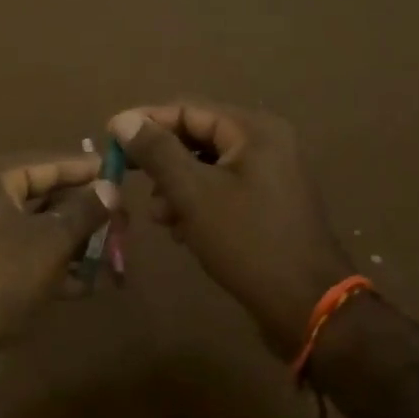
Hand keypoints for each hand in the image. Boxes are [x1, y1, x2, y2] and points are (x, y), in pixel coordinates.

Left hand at [0, 153, 117, 379]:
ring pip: (32, 230)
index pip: (43, 163)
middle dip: (82, 211)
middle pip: (39, 196)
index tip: (118, 170)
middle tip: (122, 218)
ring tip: (114, 252)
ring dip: (72, 242)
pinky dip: (52, 266)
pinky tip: (87, 284)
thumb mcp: (50, 242)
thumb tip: (112, 187)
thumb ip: (84, 211)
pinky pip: (21, 258)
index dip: (83, 169)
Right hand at [108, 100, 354, 358]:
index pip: (188, 110)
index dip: (147, 121)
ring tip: (158, 216)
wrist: (308, 306)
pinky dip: (197, 204)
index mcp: (254, 131)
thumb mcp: (194, 194)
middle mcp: (266, 144)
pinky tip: (181, 230)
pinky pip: (222, 190)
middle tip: (128, 177)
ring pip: (207, 167)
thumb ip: (157, 152)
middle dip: (162, 161)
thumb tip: (124, 119)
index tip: (110, 136)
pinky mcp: (268, 204)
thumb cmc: (248, 242)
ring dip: (176, 187)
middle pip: (198, 138)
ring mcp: (271, 175)